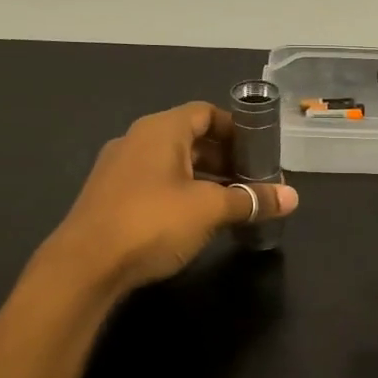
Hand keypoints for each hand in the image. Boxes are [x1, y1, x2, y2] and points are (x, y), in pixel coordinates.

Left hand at [43, 102, 299, 295]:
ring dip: (204, 177)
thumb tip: (292, 197)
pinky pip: (155, 182)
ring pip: (172, 163)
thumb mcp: (210, 210)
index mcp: (161, 130)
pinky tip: (196, 218)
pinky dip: (181, 192)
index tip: (260, 150)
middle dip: (224, 157)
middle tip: (252, 179)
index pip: (205, 112)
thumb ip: (251, 200)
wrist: (85, 265)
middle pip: (190, 137)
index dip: (235, 128)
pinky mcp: (110, 196)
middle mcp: (137, 140)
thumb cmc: (152, 223)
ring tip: (231, 201)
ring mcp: (119, 168)